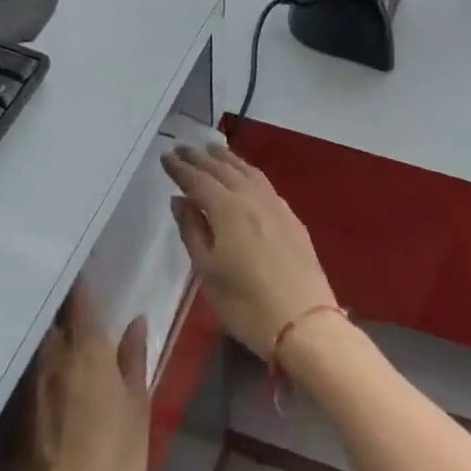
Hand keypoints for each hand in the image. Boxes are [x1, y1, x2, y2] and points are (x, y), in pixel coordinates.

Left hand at [0, 281, 148, 470]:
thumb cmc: (115, 462)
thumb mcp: (138, 408)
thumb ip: (133, 360)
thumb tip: (135, 322)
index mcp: (86, 351)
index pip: (80, 302)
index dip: (80, 283)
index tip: (81, 266)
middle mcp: (49, 361)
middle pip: (49, 321)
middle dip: (56, 307)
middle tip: (66, 299)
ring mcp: (23, 391)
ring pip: (31, 348)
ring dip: (41, 335)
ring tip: (50, 330)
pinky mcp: (7, 420)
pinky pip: (19, 381)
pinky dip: (27, 371)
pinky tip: (33, 378)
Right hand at [162, 144, 336, 358]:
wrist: (304, 322)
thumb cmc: (246, 304)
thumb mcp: (208, 272)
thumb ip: (192, 231)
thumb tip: (180, 200)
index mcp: (228, 210)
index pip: (199, 180)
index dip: (181, 168)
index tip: (166, 155)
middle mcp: (252, 198)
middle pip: (224, 170)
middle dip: (201, 158)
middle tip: (183, 147)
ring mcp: (276, 206)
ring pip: (248, 171)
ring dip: (227, 159)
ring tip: (212, 151)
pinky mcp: (291, 218)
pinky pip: (264, 183)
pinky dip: (248, 172)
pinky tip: (245, 176)